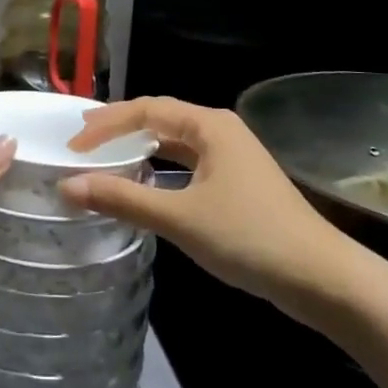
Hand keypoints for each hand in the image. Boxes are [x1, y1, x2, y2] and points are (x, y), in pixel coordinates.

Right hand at [62, 97, 336, 301]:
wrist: (320, 277)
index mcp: (209, 125)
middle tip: (81, 142)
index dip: (106, 125)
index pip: (146, 110)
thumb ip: (123, 199)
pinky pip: (187, 164)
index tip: (73, 145)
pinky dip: (160, 169)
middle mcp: (220, 131)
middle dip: (120, 129)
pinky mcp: (236, 183)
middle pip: (160, 120)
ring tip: (104, 158)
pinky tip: (144, 185)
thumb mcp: (180, 217)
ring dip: (139, 149)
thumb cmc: (248, 237)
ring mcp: (231, 157)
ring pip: (174, 143)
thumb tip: (68, 186)